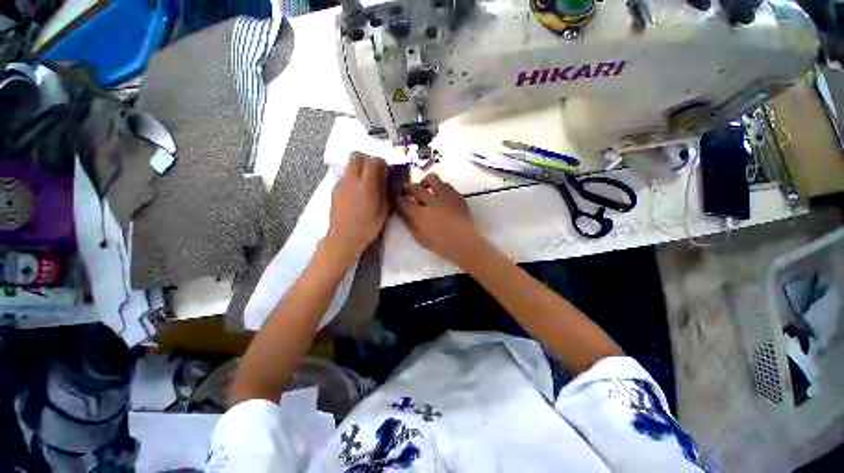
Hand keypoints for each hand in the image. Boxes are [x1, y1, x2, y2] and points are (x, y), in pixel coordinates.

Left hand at [325, 152, 388, 264]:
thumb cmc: (367, 227)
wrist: (344, 238)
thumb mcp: (383, 211)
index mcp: (366, 186)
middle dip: (367, 159)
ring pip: (349, 165)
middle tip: (374, 172)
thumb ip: (385, 191)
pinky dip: (352, 179)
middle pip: (356, 155)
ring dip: (359, 168)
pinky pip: (345, 176)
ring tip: (366, 184)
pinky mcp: (334, 190)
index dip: (381, 162)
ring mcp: (340, 184)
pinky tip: (356, 194)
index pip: (372, 160)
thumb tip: (386, 177)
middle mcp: (351, 180)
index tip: (385, 171)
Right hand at [396, 174, 483, 265]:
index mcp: (421, 215)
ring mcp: (446, 196)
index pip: (404, 201)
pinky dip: (439, 187)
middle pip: (415, 187)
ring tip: (424, 188)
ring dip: (424, 182)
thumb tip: (402, 212)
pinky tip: (439, 195)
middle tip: (405, 189)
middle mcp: (432, 202)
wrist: (465, 243)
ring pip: (432, 179)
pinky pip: (446, 184)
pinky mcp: (457, 195)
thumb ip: (409, 224)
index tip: (396, 197)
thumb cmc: (441, 245)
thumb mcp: (420, 239)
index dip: (397, 198)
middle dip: (406, 187)